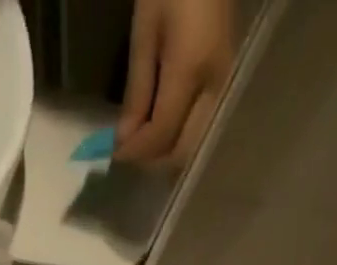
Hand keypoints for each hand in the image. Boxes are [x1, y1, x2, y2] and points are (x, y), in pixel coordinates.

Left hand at [116, 0, 235, 168]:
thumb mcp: (146, 32)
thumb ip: (137, 92)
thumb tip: (124, 141)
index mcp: (191, 70)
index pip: (160, 135)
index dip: (134, 152)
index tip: (111, 154)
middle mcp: (214, 87)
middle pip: (181, 152)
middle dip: (151, 160)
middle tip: (127, 152)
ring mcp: (224, 86)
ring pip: (193, 146)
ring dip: (165, 155)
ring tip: (142, 144)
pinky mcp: (225, 83)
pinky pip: (200, 130)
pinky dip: (177, 140)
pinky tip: (159, 132)